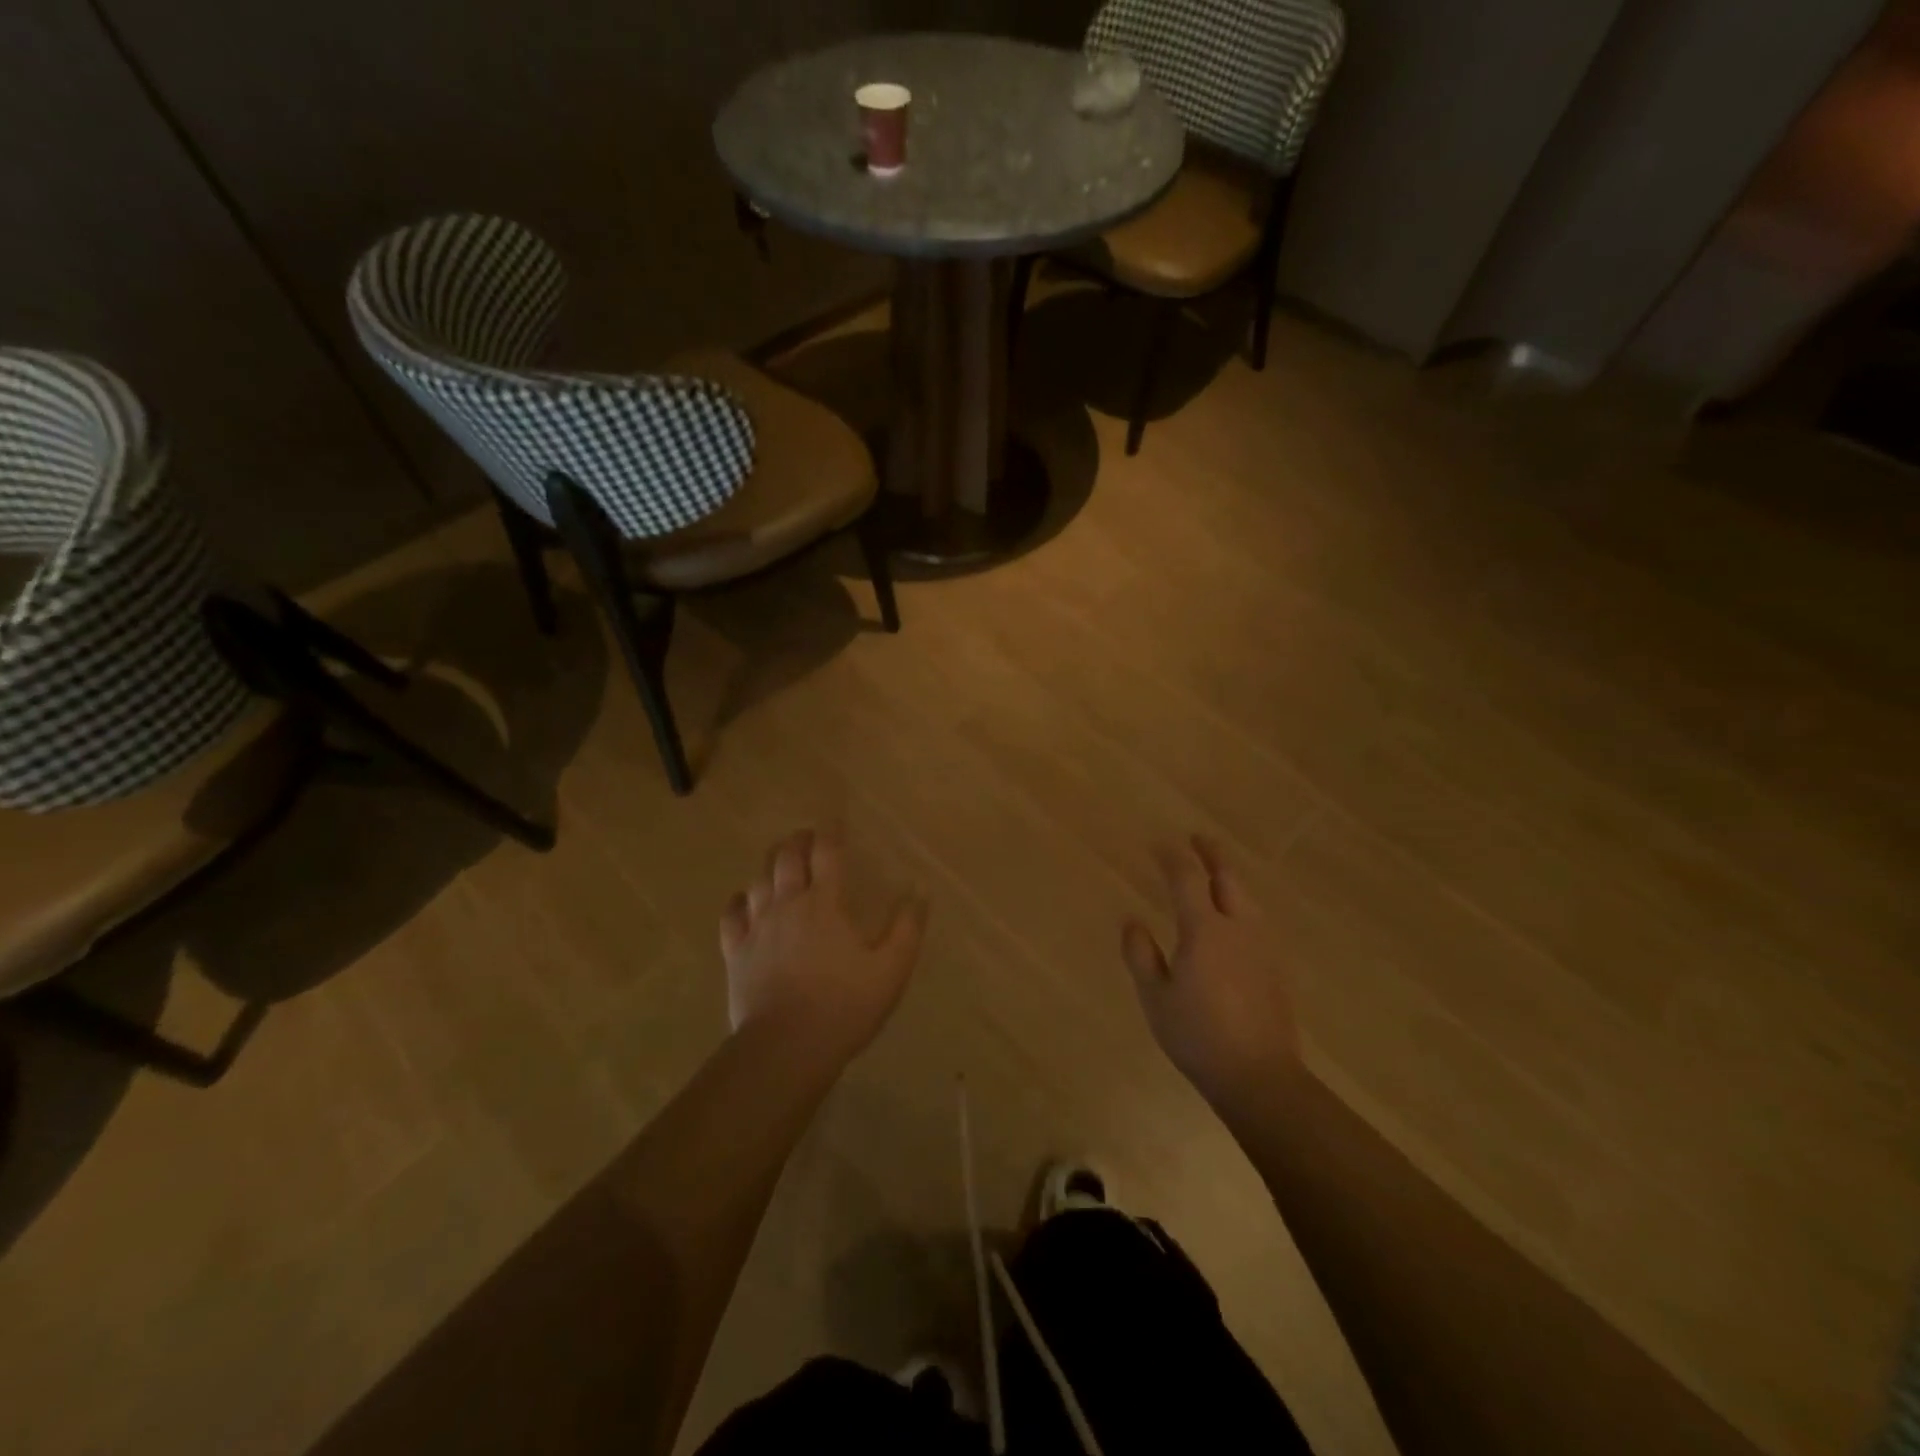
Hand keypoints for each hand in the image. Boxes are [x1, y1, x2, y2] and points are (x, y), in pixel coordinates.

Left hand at [720, 829, 928, 1068]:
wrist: (787, 1047)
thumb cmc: (845, 1006)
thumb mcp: (891, 969)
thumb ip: (907, 927)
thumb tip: (919, 890)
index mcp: (825, 903)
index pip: (827, 853)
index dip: (831, 832)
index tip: (835, 822)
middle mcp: (787, 904)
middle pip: (786, 858)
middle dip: (797, 841)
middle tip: (807, 838)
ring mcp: (757, 927)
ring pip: (758, 880)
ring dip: (770, 866)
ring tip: (779, 864)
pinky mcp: (736, 952)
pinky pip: (731, 914)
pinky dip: (739, 900)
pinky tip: (744, 900)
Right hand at [1122, 836, 1301, 1117]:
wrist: (1259, 1076)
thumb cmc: (1198, 1035)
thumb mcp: (1156, 997)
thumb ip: (1142, 954)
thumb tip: (1132, 921)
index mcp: (1205, 930)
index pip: (1187, 879)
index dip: (1172, 857)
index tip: (1158, 844)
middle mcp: (1238, 928)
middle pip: (1228, 878)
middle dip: (1212, 854)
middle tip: (1198, 839)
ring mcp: (1262, 947)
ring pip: (1247, 897)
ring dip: (1229, 877)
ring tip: (1215, 872)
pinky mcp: (1274, 967)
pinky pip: (1255, 919)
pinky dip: (1240, 902)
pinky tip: (1233, 917)